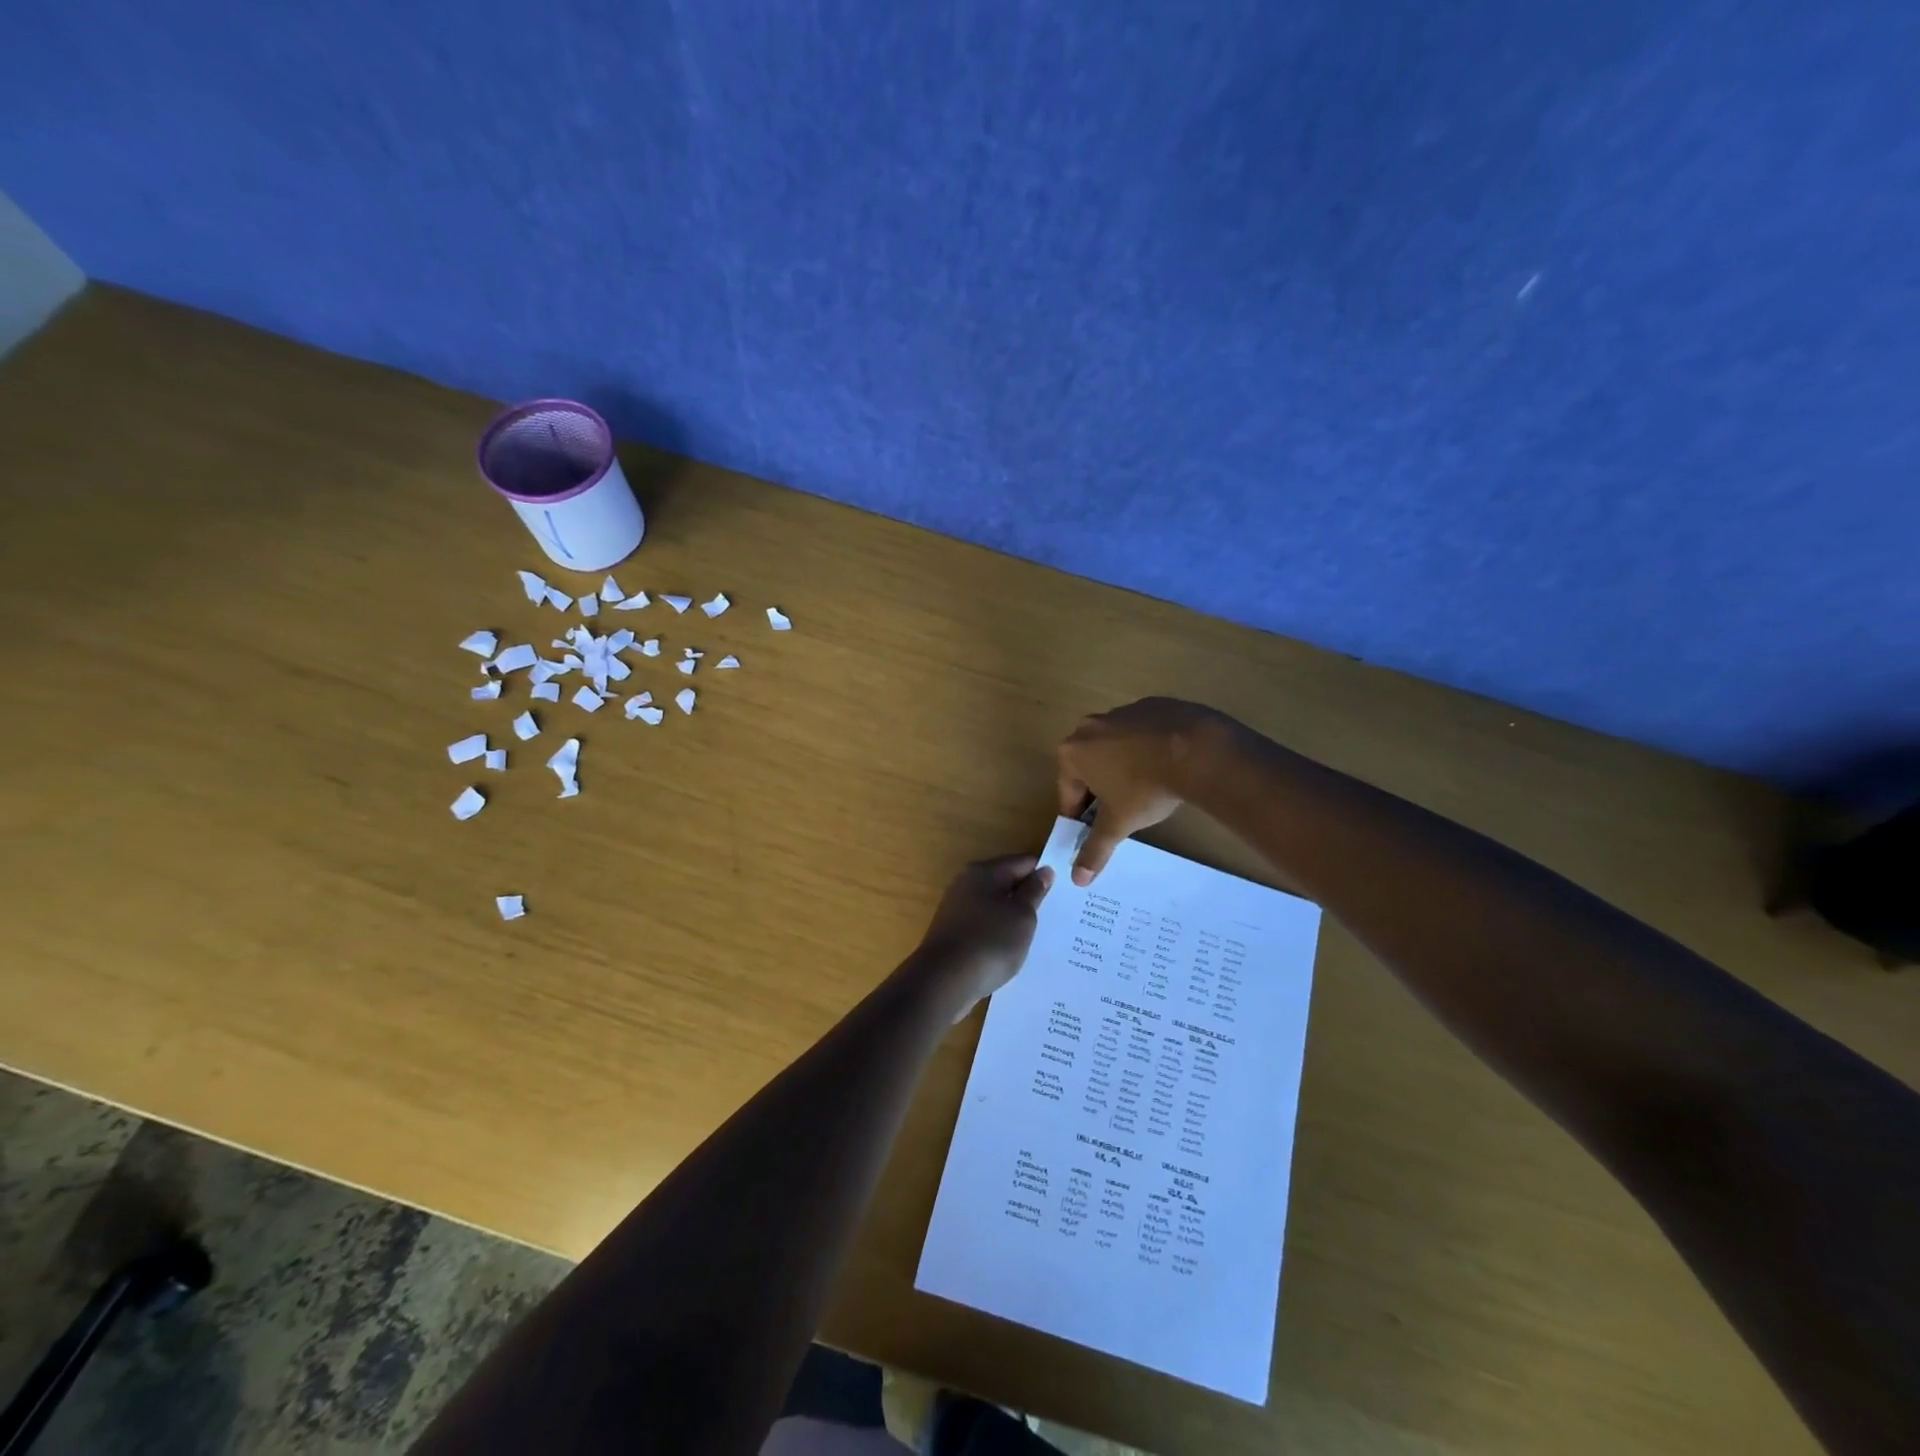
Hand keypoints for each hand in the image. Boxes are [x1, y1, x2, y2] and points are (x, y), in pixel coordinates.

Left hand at [911, 855, 1054, 1007]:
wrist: (944, 982)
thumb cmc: (989, 942)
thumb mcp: (1022, 916)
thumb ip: (1034, 891)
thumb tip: (1044, 871)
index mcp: (983, 872)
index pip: (1023, 862)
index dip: (1045, 874)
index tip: (1064, 892)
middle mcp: (966, 884)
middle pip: (1007, 882)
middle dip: (1028, 897)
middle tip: (1055, 915)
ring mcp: (957, 909)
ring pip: (995, 906)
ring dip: (1014, 917)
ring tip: (1037, 935)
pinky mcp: (953, 933)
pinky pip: (985, 925)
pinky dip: (999, 933)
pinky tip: (1012, 949)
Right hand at [1057, 698, 1232, 884]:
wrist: (1196, 749)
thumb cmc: (1145, 787)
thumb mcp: (1119, 823)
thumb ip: (1096, 849)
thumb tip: (1077, 879)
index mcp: (1073, 752)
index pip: (1068, 792)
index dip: (1080, 816)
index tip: (1094, 829)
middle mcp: (1089, 726)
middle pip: (1088, 766)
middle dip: (1101, 788)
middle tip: (1121, 810)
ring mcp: (1121, 711)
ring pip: (1114, 746)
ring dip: (1122, 765)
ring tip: (1147, 787)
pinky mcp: (1150, 705)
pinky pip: (1141, 732)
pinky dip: (1147, 747)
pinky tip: (1165, 763)